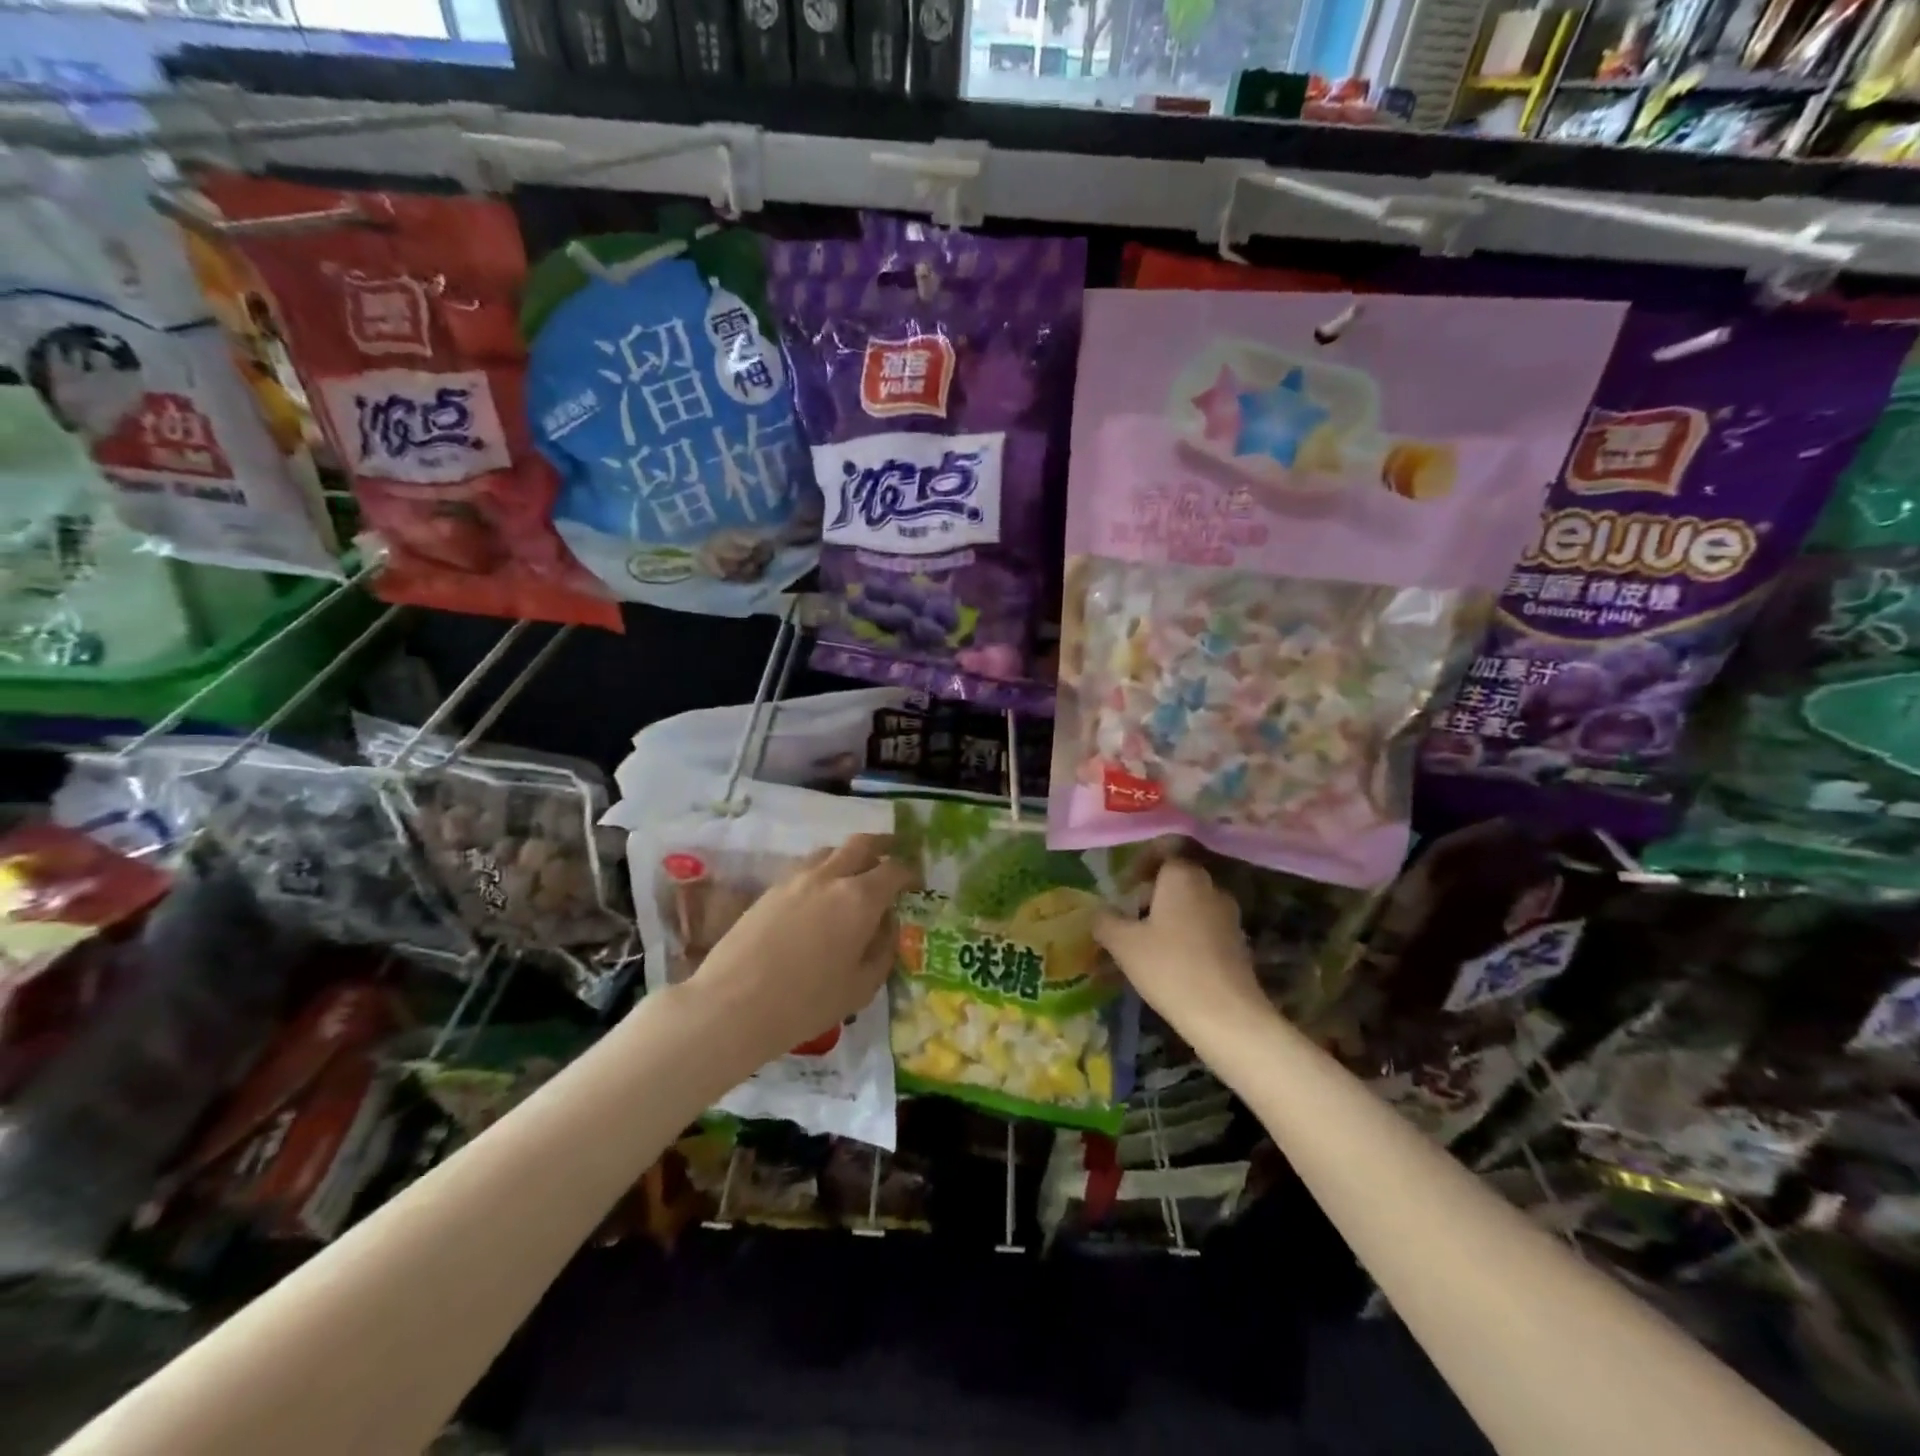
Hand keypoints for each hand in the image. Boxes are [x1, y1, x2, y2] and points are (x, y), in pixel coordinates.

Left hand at [689, 833, 914, 1066]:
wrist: (732, 1005)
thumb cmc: (806, 1003)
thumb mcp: (861, 987)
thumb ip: (883, 950)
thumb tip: (888, 925)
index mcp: (860, 898)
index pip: (894, 869)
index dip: (910, 873)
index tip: (917, 883)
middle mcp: (830, 877)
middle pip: (862, 844)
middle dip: (883, 846)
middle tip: (894, 854)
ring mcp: (796, 879)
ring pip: (831, 851)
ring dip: (850, 856)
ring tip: (856, 874)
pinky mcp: (771, 889)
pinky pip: (807, 866)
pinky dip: (824, 869)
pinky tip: (821, 894)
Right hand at [1094, 858, 1267, 1041]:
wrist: (1226, 1015)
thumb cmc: (1169, 968)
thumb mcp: (1123, 944)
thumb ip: (1105, 920)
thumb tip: (1098, 911)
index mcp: (1183, 876)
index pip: (1162, 851)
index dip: (1138, 865)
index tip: (1121, 888)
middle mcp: (1209, 886)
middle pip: (1175, 877)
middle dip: (1149, 892)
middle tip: (1126, 916)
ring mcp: (1228, 914)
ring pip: (1190, 902)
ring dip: (1167, 914)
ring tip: (1144, 942)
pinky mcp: (1237, 941)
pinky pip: (1203, 925)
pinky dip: (1185, 934)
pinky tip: (1169, 960)